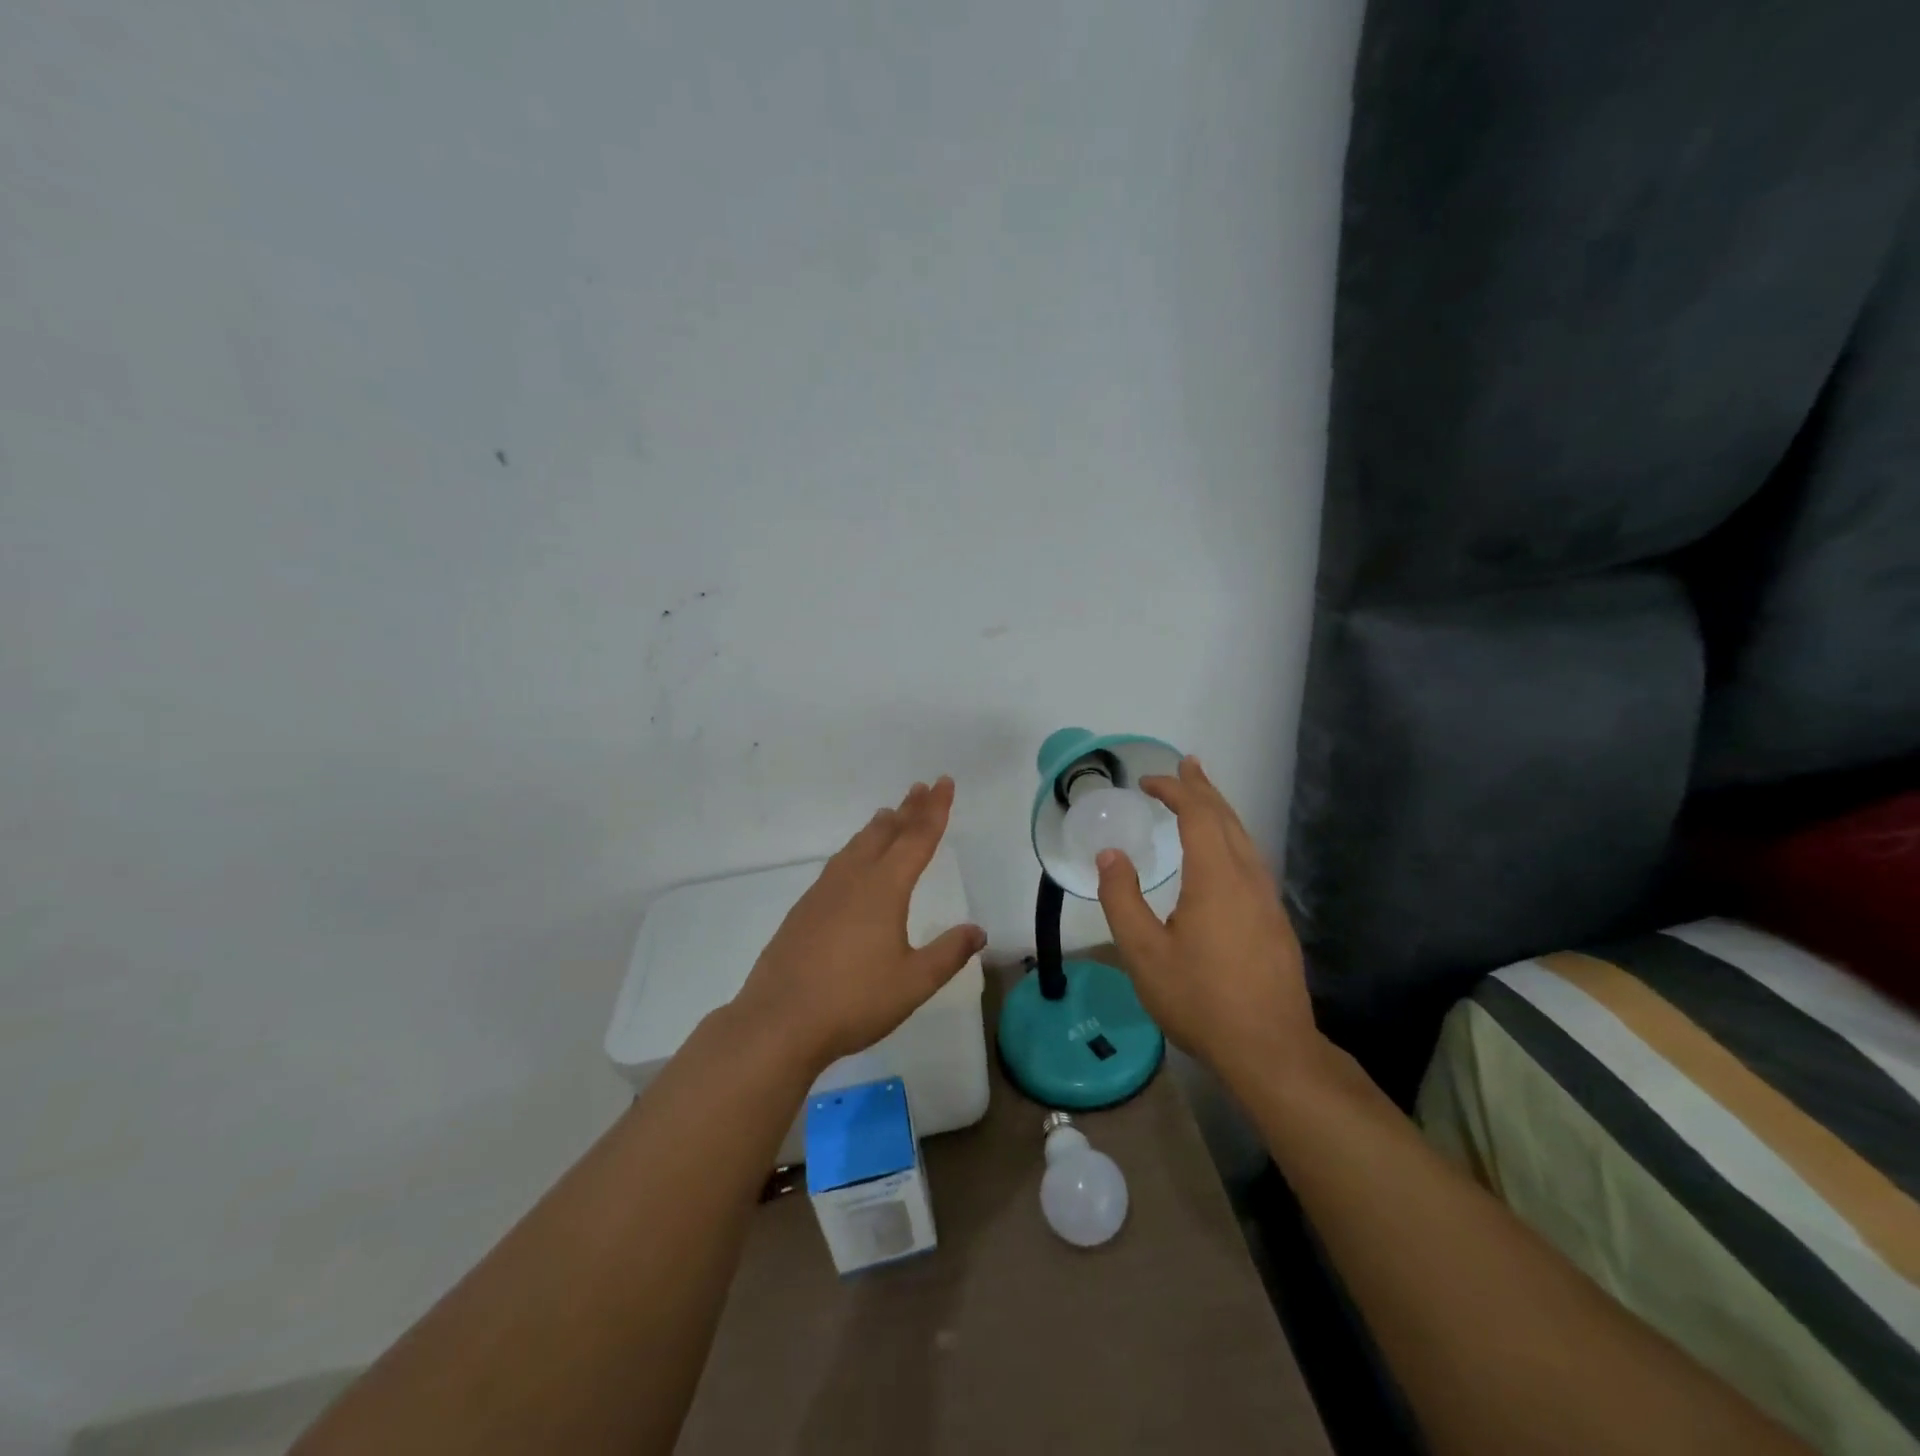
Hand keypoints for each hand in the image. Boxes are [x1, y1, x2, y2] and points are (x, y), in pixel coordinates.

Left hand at [733, 776, 986, 1072]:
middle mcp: (854, 879)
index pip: (917, 838)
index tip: (944, 783)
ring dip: (878, 827)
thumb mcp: (913, 982)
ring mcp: (823, 893)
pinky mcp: (804, 910)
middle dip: (908, 809)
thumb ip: (948, 953)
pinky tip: (852, 863)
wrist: (779, 1021)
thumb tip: (978, 931)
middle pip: (886, 833)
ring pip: (857, 846)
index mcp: (884, 888)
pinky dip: (856, 850)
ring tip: (888, 814)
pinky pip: (838, 864)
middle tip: (922, 788)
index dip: (935, 810)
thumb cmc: (854, 1001)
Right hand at [1095, 757, 1322, 1088]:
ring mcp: (1268, 900)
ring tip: (1204, 797)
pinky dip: (1232, 839)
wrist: (1270, 1050)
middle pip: (1227, 819)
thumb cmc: (1200, 999)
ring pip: (1245, 840)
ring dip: (1221, 812)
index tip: (1148, 781)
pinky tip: (1224, 855)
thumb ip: (1122, 898)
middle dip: (1204, 789)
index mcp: (1216, 878)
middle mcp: (1248, 878)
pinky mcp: (1276, 922)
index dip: (1175, 791)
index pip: (1198, 815)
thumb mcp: (1144, 952)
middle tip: (1186, 765)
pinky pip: (1252, 861)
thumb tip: (1111, 854)